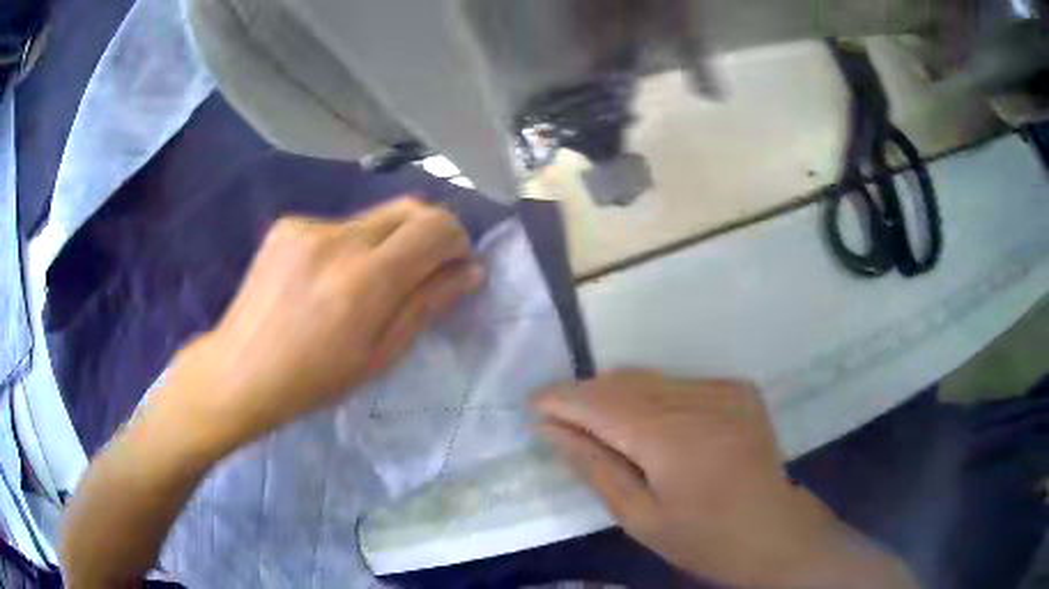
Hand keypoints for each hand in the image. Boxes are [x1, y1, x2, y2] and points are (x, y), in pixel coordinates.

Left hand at [161, 197, 483, 451]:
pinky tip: (325, 280)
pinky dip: (349, 246)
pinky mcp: (287, 224)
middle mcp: (338, 239)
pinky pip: (339, 226)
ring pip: (374, 218)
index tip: (451, 268)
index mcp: (365, 280)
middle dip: (427, 234)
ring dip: (385, 243)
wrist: (239, 370)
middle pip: (410, 208)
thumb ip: (427, 305)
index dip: (456, 241)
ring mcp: (308, 226)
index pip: (436, 227)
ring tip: (359, 285)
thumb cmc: (314, 380)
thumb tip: (471, 271)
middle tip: (417, 273)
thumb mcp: (380, 356)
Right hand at [534, 371, 916, 587]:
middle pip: (624, 383)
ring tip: (597, 419)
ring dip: (617, 394)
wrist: (773, 531)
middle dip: (585, 395)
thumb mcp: (639, 517)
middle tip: (559, 415)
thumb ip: (594, 466)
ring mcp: (724, 390)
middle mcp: (698, 402)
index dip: (562, 399)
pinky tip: (650, 423)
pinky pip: (680, 383)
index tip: (532, 403)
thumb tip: (551, 429)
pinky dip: (655, 396)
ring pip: (652, 379)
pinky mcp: (738, 389)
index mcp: (671, 439)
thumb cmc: (702, 538)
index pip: (601, 404)